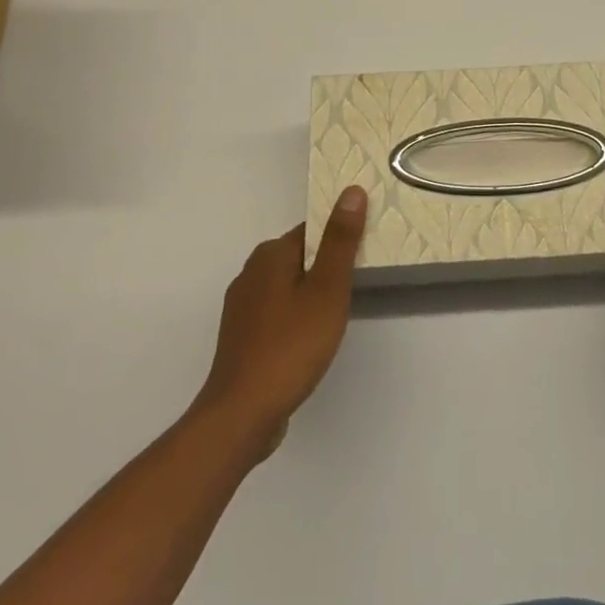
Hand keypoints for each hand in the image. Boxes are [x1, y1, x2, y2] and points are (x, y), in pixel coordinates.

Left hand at [193, 186, 366, 461]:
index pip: (311, 229)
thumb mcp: (327, 290)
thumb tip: (351, 190)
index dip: (339, 237)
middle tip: (355, 286)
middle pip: (298, 255)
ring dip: (310, 292)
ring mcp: (242, 306)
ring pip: (286, 284)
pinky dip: (294, 315)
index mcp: (271, 254)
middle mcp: (251, 272)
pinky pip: (275, 310)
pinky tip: (309, 338)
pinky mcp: (241, 335)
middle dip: (326, 265)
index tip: (363, 254)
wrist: (242, 413)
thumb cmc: (291, 346)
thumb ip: (340, 240)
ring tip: (336, 313)